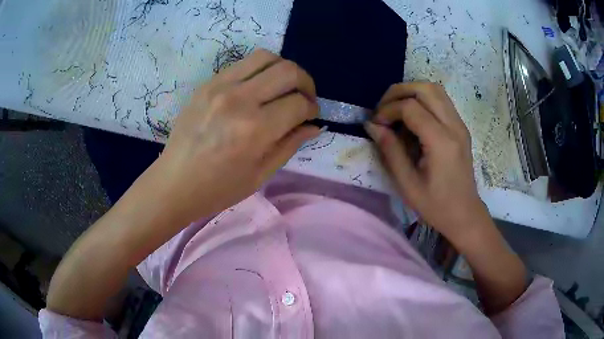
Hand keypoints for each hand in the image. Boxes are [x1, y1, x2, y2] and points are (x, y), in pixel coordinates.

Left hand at [150, 49, 319, 223]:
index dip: (312, 109)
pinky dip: (260, 70)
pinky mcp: (207, 83)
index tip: (311, 116)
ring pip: (266, 57)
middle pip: (288, 71)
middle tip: (304, 98)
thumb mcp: (260, 174)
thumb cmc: (218, 188)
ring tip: (283, 87)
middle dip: (306, 82)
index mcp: (255, 129)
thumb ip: (290, 144)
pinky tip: (258, 88)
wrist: (174, 182)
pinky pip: (242, 63)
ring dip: (283, 69)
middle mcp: (240, 99)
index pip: (299, 103)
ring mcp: (220, 86)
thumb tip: (313, 125)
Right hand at [365, 82, 486, 241]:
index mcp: (441, 142)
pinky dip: (423, 99)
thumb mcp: (407, 184)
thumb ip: (390, 150)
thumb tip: (372, 125)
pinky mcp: (461, 127)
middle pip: (426, 89)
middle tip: (383, 108)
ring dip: (412, 92)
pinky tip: (412, 117)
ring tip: (395, 108)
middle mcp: (454, 126)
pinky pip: (441, 101)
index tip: (376, 124)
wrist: (465, 214)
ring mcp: (460, 125)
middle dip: (399, 92)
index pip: (411, 107)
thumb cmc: (436, 206)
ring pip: (435, 90)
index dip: (388, 110)